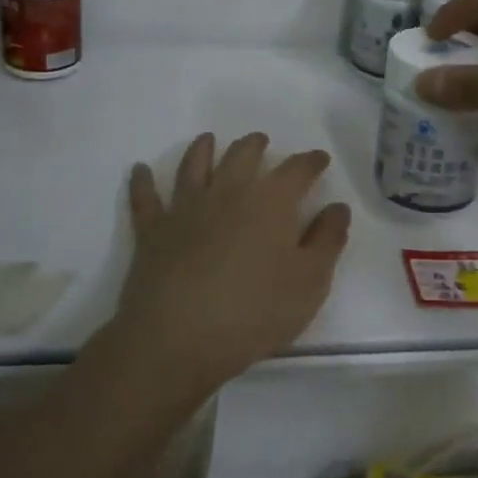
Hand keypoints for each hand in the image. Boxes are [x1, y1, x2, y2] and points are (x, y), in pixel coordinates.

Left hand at [114, 132, 351, 391]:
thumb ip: (327, 240)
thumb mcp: (309, 282)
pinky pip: (145, 199)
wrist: (179, 336)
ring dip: (203, 149)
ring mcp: (186, 208)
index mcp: (270, 202)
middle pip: (243, 156)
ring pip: (195, 166)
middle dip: (255, 146)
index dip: (310, 162)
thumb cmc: (254, 311)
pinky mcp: (153, 230)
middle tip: (261, 141)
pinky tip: (140, 170)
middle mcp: (228, 192)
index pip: (297, 170)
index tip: (319, 159)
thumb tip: (337, 207)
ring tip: (207, 140)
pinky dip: (142, 182)